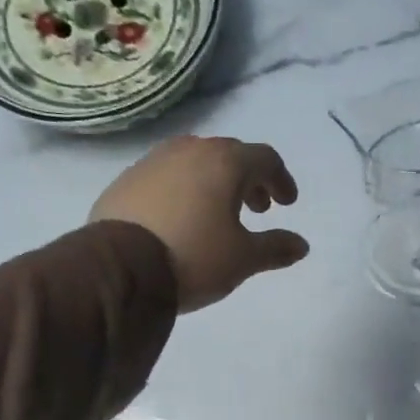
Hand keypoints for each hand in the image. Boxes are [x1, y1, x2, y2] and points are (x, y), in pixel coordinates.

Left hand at [90, 136, 308, 311]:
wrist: (118, 269)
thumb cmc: (194, 257)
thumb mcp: (243, 259)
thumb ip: (275, 248)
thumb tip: (301, 245)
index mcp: (225, 162)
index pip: (265, 159)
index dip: (281, 180)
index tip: (286, 204)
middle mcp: (190, 151)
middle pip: (230, 155)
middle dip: (249, 179)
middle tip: (256, 209)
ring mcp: (153, 162)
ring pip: (195, 162)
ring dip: (214, 182)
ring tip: (217, 213)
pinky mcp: (126, 180)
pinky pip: (166, 176)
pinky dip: (183, 190)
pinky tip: (180, 218)